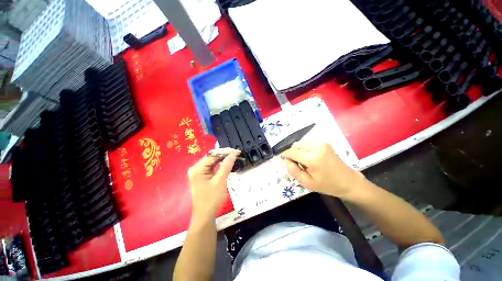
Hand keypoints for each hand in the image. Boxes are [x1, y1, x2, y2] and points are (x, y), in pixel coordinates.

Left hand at [187, 148, 239, 221]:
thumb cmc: (211, 199)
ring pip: (213, 161)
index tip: (237, 151)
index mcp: (197, 169)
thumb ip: (226, 166)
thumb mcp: (220, 181)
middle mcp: (196, 168)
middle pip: (212, 157)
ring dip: (223, 158)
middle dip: (225, 154)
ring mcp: (199, 171)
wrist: (205, 215)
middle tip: (237, 153)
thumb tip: (233, 154)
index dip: (225, 152)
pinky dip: (220, 164)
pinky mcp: (202, 175)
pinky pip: (212, 166)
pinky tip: (228, 162)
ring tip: (234, 156)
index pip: (212, 155)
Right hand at [281, 141, 364, 198]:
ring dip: (298, 151)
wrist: (348, 181)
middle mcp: (317, 147)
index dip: (285, 155)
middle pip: (295, 145)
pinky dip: (304, 149)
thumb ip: (293, 170)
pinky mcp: (323, 142)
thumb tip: (287, 160)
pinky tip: (310, 157)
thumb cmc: (327, 185)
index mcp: (313, 159)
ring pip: (300, 143)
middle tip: (298, 164)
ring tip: (305, 161)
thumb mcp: (306, 183)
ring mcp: (321, 143)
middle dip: (293, 154)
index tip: (286, 162)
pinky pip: (307, 143)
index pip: (291, 151)